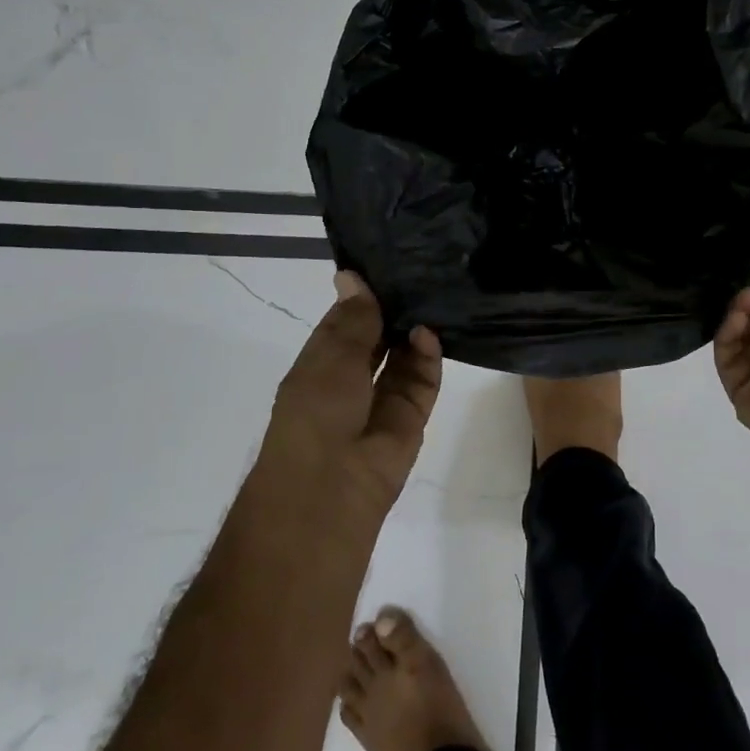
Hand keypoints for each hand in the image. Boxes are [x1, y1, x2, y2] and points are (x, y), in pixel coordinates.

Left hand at [253, 271, 443, 533]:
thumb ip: (353, 319)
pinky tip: (430, 333)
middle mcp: (351, 378)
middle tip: (421, 273)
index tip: (388, 263)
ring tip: (432, 295)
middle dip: (394, 310)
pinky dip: (428, 357)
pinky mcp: (411, 416)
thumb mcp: (331, 357)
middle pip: (378, 336)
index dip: (363, 295)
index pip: (346, 321)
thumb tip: (351, 275)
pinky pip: (423, 379)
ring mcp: (382, 399)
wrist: (332, 487)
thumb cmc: (316, 413)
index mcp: (321, 363)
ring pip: (404, 356)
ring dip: (414, 330)